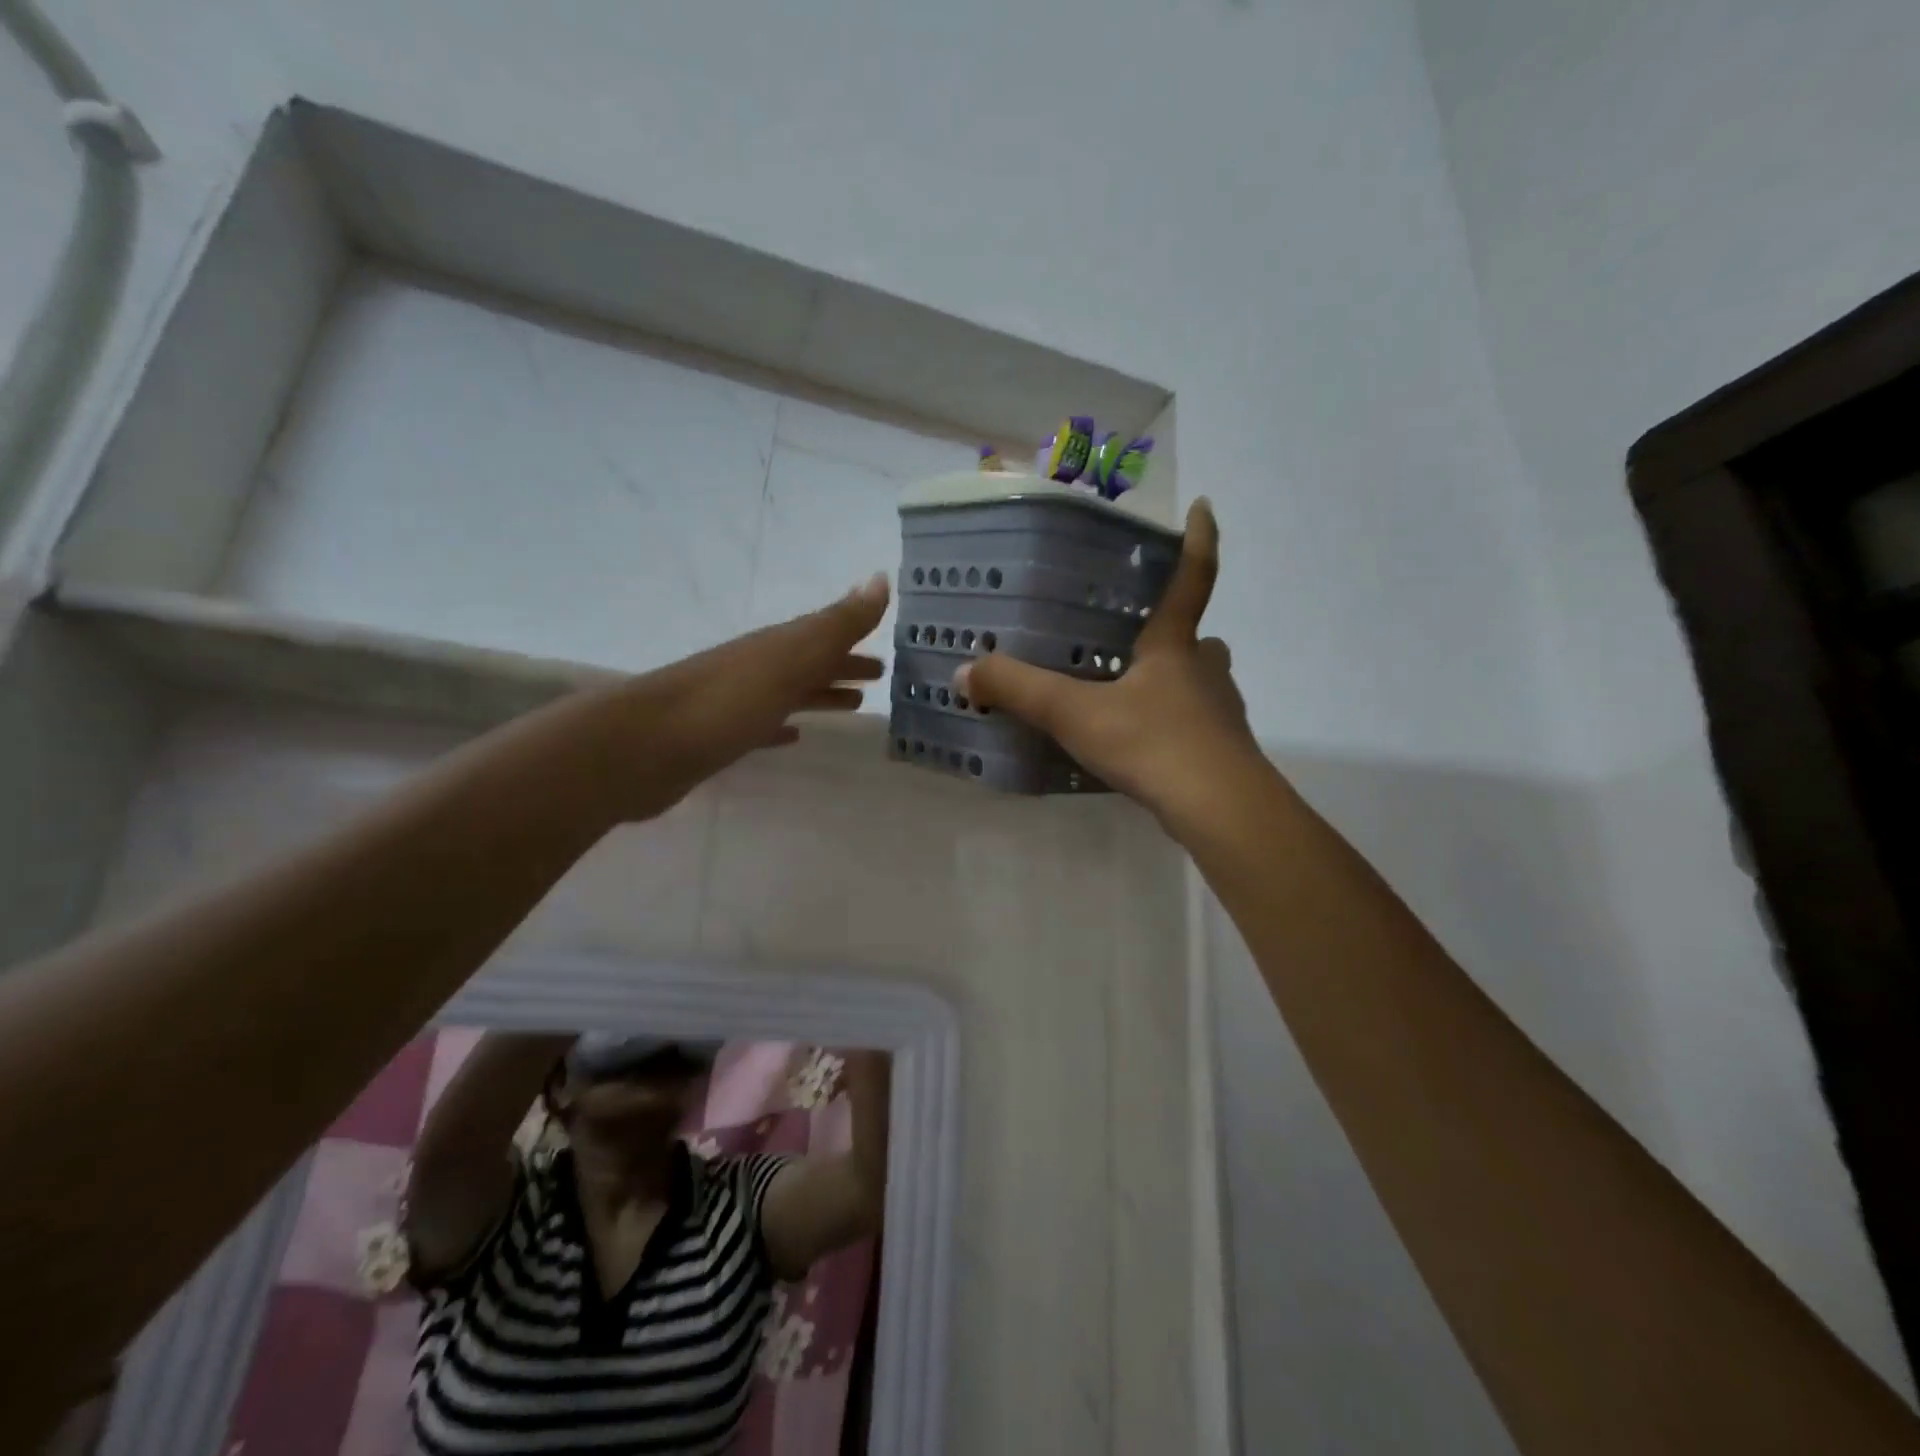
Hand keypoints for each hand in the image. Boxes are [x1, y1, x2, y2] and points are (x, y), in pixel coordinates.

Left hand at [593, 574, 889, 817]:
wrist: (646, 745)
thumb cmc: (728, 700)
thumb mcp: (792, 657)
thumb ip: (838, 624)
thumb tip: (881, 578)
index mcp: (777, 647)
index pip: (825, 636)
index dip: (855, 640)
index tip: (887, 652)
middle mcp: (758, 668)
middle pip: (809, 663)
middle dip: (842, 666)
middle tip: (879, 677)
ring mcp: (737, 702)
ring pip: (789, 693)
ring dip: (820, 694)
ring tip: (853, 706)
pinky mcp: (720, 737)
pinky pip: (763, 726)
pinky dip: (783, 727)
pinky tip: (795, 737)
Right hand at [953, 500, 1261, 823]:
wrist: (1219, 809)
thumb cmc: (1152, 743)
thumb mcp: (1075, 713)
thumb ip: (1018, 690)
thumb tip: (963, 671)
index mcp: (1175, 646)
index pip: (1192, 577)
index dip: (1199, 540)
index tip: (1203, 506)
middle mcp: (1204, 670)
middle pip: (1196, 637)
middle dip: (1174, 632)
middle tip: (1138, 638)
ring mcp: (1219, 712)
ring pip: (1199, 681)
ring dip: (1173, 680)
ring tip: (1130, 694)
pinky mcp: (1221, 751)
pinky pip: (1194, 724)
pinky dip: (1171, 724)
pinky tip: (1142, 745)